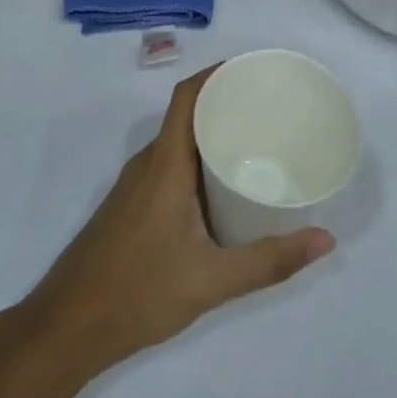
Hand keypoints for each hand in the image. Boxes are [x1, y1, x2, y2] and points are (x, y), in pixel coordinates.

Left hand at [23, 67, 334, 374]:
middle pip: (186, 114)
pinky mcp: (131, 204)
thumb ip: (270, 261)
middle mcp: (148, 163)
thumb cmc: (139, 292)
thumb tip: (326, 240)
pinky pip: (168, 163)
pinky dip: (196, 158)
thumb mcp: (213, 281)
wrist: (69, 326)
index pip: (186, 97)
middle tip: (269, 108)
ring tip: (254, 140)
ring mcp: (136, 184)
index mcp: (165, 164)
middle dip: (224, 103)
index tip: (253, 71)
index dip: (216, 74)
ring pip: (177, 141)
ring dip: (210, 133)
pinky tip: (221, 185)